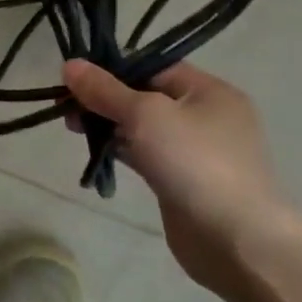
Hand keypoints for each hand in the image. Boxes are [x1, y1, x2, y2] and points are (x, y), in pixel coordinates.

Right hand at [63, 60, 288, 291]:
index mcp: (210, 92)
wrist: (234, 237)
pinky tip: (98, 153)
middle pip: (144, 95)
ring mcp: (196, 150)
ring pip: (142, 126)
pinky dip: (121, 150)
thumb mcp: (144, 114)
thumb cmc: (193, 161)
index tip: (74, 81)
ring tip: (75, 131)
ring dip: (109, 125)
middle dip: (104, 100)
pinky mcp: (183, 178)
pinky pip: (146, 153)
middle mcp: (207, 116)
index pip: (153, 67)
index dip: (113, 70)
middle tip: (68, 111)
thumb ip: (104, 89)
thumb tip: (70, 64)